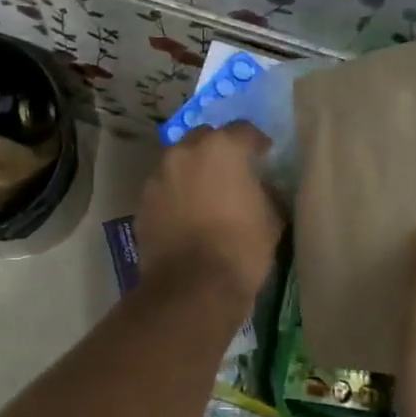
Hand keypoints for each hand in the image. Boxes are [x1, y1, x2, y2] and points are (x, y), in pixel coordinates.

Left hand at [136, 123, 281, 305]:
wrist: (193, 286)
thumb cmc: (241, 247)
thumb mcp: (272, 217)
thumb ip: (267, 191)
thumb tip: (261, 186)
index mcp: (221, 148)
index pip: (243, 130)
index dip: (257, 142)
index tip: (265, 155)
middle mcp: (184, 152)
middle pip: (205, 138)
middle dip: (218, 150)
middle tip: (232, 170)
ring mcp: (159, 176)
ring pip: (179, 162)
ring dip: (193, 170)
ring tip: (206, 192)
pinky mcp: (143, 201)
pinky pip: (164, 187)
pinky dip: (176, 193)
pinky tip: (186, 213)